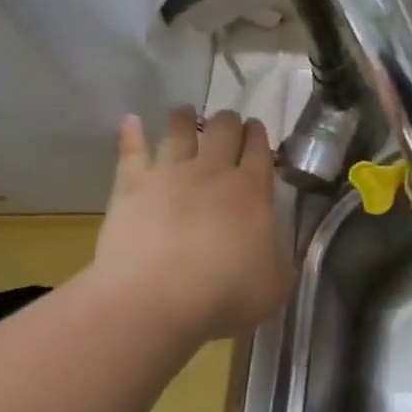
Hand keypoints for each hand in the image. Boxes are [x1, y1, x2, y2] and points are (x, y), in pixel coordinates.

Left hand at [90, 108, 290, 340]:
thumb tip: (276, 246)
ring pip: (179, 131)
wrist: (154, 300)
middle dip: (229, 122)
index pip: (260, 149)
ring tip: (185, 111)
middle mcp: (214, 172)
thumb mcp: (275, 284)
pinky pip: (132, 152)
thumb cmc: (225, 294)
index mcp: (253, 191)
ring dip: (185, 118)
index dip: (260, 136)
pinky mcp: (131, 186)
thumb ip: (280, 258)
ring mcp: (170, 174)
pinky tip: (132, 121)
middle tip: (229, 123)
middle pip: (224, 130)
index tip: (258, 129)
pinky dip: (132, 134)